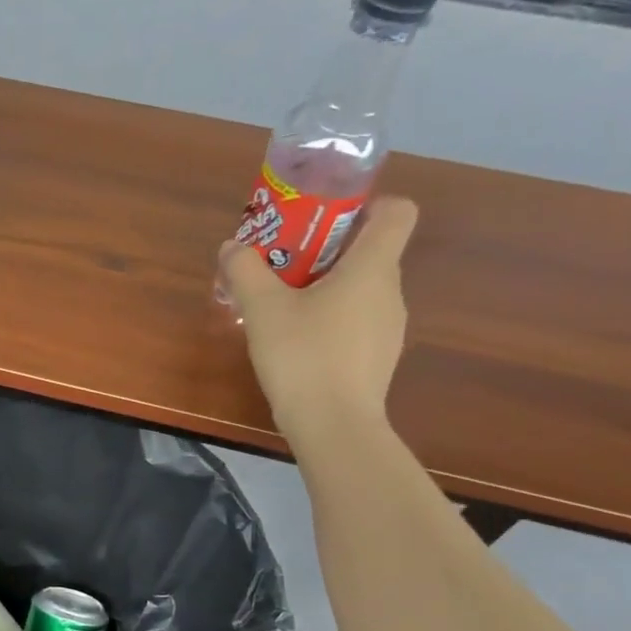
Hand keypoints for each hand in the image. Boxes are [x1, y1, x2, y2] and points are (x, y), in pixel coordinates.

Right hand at [221, 195, 417, 446]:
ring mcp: (388, 328)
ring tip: (284, 306)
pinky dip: (332, 320)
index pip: (397, 211)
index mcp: (372, 267)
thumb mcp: (262, 309)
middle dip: (328, 250)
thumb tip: (232, 246)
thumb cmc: (304, 356)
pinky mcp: (377, 359)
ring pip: (361, 290)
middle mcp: (390, 291)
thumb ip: (245, 270)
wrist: (334, 427)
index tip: (326, 218)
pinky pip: (357, 322)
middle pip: (370, 251)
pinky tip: (298, 343)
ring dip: (327, 287)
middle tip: (283, 263)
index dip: (369, 204)